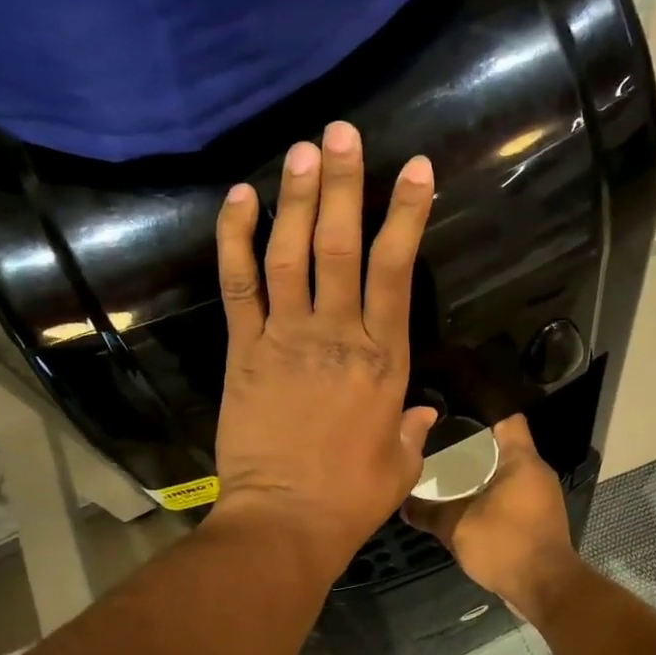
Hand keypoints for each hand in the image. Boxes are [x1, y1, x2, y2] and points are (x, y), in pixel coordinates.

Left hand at [210, 121, 439, 574]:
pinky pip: (239, 284)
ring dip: (296, 197)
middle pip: (342, 244)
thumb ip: (412, 428)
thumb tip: (420, 411)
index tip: (415, 170)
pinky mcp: (244, 351)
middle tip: (341, 132)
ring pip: (291, 252)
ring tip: (301, 148)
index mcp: (384, 358)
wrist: (286, 522)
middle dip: (344, 183)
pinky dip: (235, 238)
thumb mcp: (402, 464)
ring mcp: (285, 337)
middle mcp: (337, 334)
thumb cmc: (352, 498)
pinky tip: (239, 198)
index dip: (406, 214)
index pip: (398, 270)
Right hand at [404, 415, 580, 620]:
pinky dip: (494, 495)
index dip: (483, 411)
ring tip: (450, 473)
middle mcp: (537, 472)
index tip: (456, 413)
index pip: (508, 418)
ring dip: (485, 474)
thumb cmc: (505, 543)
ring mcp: (543, 496)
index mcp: (522, 461)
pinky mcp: (542, 518)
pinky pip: (515, 495)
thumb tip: (403, 505)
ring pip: (510, 473)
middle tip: (442, 444)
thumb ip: (429, 512)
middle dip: (476, 446)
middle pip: (507, 446)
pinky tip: (469, 503)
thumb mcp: (457, 526)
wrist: (546, 587)